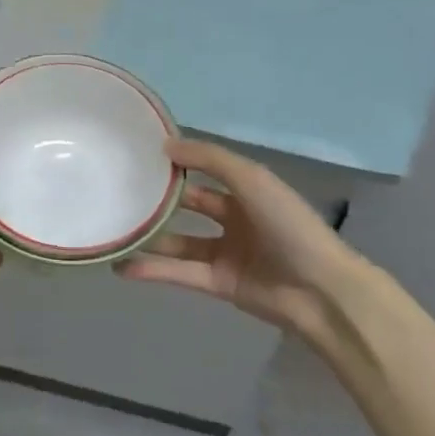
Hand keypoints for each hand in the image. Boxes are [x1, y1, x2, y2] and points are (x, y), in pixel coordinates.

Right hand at [119, 139, 356, 341]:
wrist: (320, 290)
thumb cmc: (288, 225)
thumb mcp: (252, 179)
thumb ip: (209, 159)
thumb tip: (166, 144)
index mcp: (248, 190)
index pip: (207, 170)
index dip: (178, 163)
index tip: (141, 156)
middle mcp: (236, 218)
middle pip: (190, 205)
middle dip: (160, 200)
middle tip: (120, 192)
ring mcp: (226, 253)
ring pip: (180, 242)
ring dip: (150, 238)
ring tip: (114, 231)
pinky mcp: (219, 284)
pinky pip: (180, 273)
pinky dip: (152, 271)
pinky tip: (123, 266)